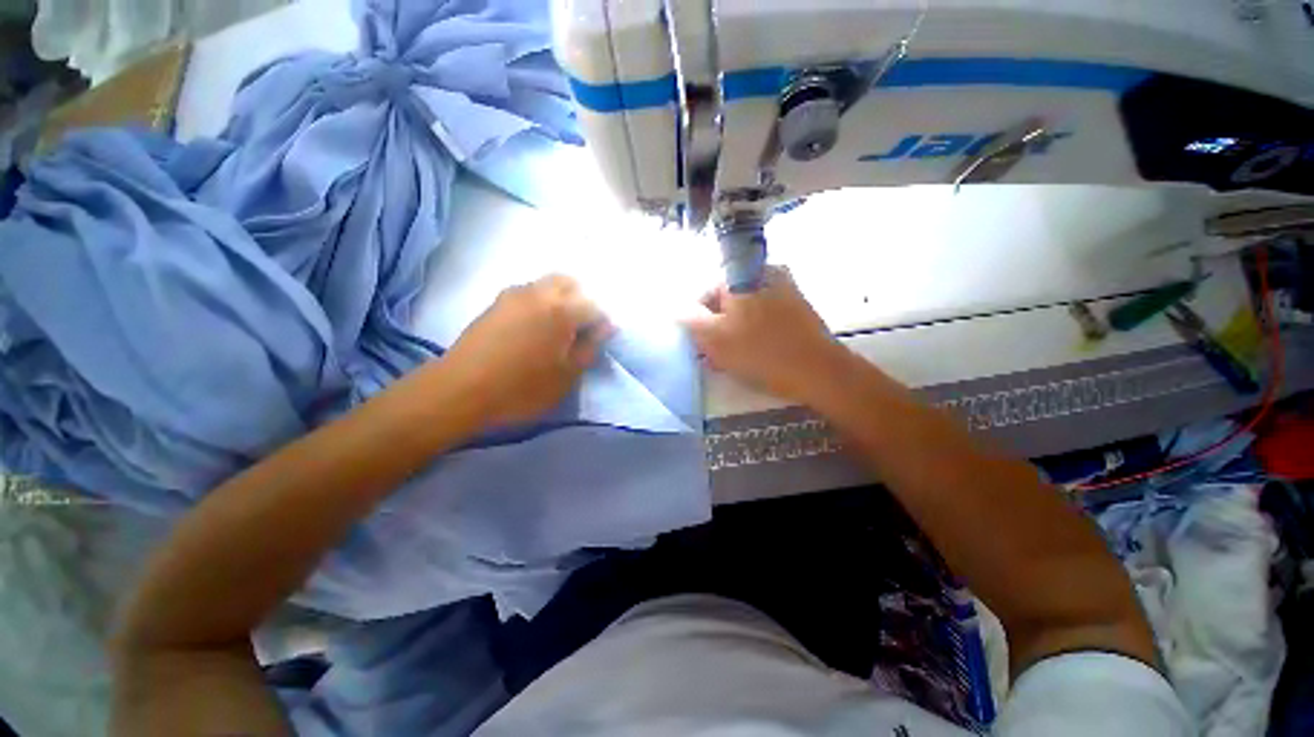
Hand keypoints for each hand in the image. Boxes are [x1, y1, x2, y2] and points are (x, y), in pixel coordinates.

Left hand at [444, 275, 610, 427]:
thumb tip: (606, 326)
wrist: (460, 390)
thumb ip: (589, 347)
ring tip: (557, 330)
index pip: (594, 305)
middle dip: (581, 300)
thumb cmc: (521, 388)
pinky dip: (541, 302)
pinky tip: (535, 328)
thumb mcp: (566, 375)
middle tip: (580, 330)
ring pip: (547, 285)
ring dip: (560, 299)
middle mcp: (539, 293)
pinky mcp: (496, 303)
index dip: (601, 322)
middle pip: (570, 282)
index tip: (598, 340)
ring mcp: (514, 295)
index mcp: (562, 310)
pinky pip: (528, 293)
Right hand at [682, 267, 850, 403]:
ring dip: (734, 331)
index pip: (705, 293)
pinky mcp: (797, 306)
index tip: (701, 344)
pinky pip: (764, 315)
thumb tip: (675, 307)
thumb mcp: (715, 338)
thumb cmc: (761, 353)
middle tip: (716, 355)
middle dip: (717, 327)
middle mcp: (762, 273)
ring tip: (734, 358)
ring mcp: (783, 288)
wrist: (819, 371)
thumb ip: (690, 320)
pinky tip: (754, 353)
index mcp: (740, 277)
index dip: (698, 321)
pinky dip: (754, 331)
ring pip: (745, 310)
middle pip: (726, 301)